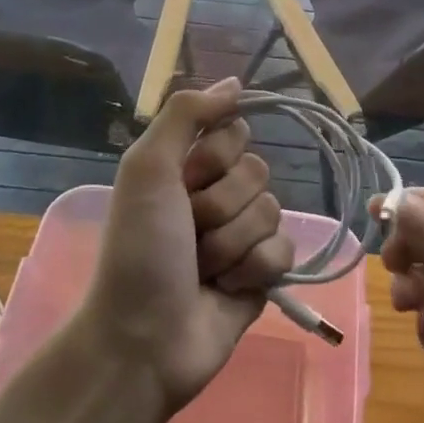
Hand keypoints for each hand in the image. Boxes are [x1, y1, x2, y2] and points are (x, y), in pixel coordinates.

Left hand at [82, 78, 295, 414]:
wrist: (144, 340)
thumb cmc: (139, 249)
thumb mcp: (148, 168)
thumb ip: (185, 114)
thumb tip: (235, 82)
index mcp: (187, 168)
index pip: (235, 133)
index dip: (215, 157)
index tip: (187, 181)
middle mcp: (216, 196)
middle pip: (257, 171)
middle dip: (222, 205)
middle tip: (190, 233)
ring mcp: (241, 236)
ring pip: (271, 211)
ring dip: (233, 242)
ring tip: (203, 268)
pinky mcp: (261, 274)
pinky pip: (284, 250)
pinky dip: (255, 269)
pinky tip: (227, 288)